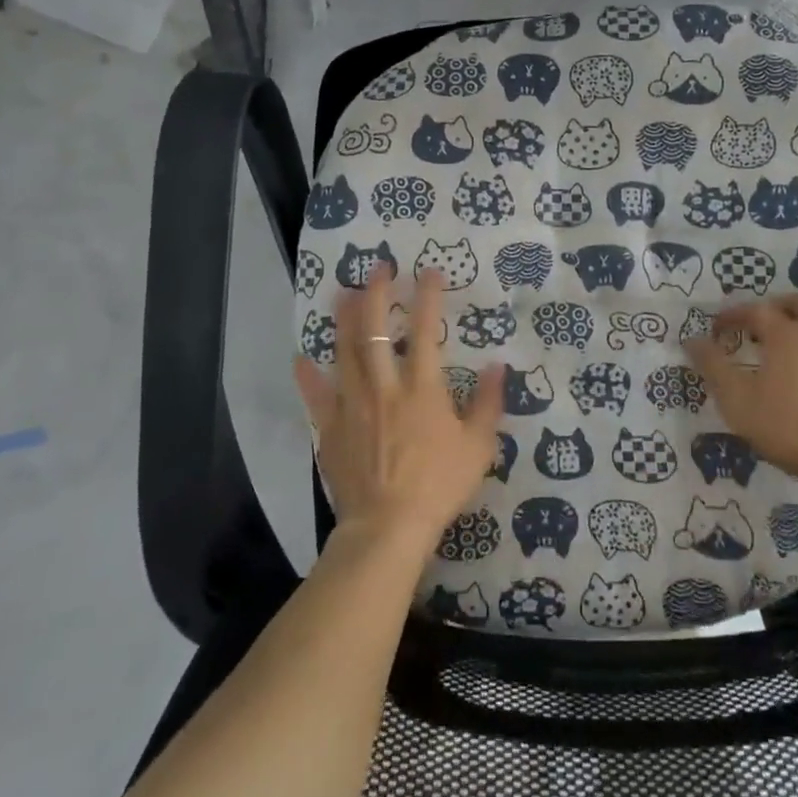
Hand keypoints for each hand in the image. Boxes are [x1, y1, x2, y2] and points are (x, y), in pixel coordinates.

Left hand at [293, 266, 503, 557]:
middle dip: (376, 293)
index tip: (427, 272)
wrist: (387, 528)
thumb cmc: (438, 485)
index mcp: (422, 387)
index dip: (426, 296)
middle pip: (374, 329)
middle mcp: (384, 385)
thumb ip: (487, 403)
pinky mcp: (331, 428)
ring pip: (344, 351)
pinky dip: (308, 375)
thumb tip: (496, 366)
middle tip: (378, 268)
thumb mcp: (478, 446)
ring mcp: (352, 405)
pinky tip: (302, 358)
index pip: (425, 329)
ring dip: (343, 318)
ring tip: (343, 292)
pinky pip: (316, 395)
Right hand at [686, 293, 797, 514]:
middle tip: (760, 326)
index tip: (717, 328)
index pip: (755, 310)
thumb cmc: (790, 425)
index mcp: (786, 333)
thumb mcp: (737, 400)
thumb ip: (712, 366)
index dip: (732, 316)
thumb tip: (691, 339)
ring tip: (793, 348)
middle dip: (777, 308)